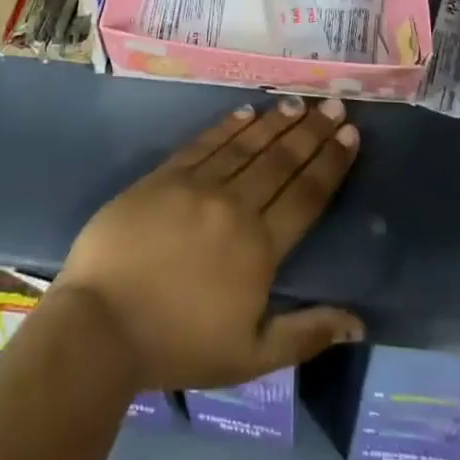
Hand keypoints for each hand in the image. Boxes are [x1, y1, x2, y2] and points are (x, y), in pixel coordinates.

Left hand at [51, 96, 362, 390]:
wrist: (101, 324)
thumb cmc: (178, 345)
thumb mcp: (250, 356)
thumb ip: (306, 334)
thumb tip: (358, 321)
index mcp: (260, 247)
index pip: (306, 194)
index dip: (331, 162)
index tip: (351, 133)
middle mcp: (234, 205)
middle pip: (280, 160)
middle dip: (311, 131)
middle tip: (333, 104)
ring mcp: (196, 185)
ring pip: (246, 145)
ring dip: (275, 122)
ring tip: (298, 102)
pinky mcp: (163, 176)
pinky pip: (204, 142)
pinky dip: (228, 125)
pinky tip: (246, 111)